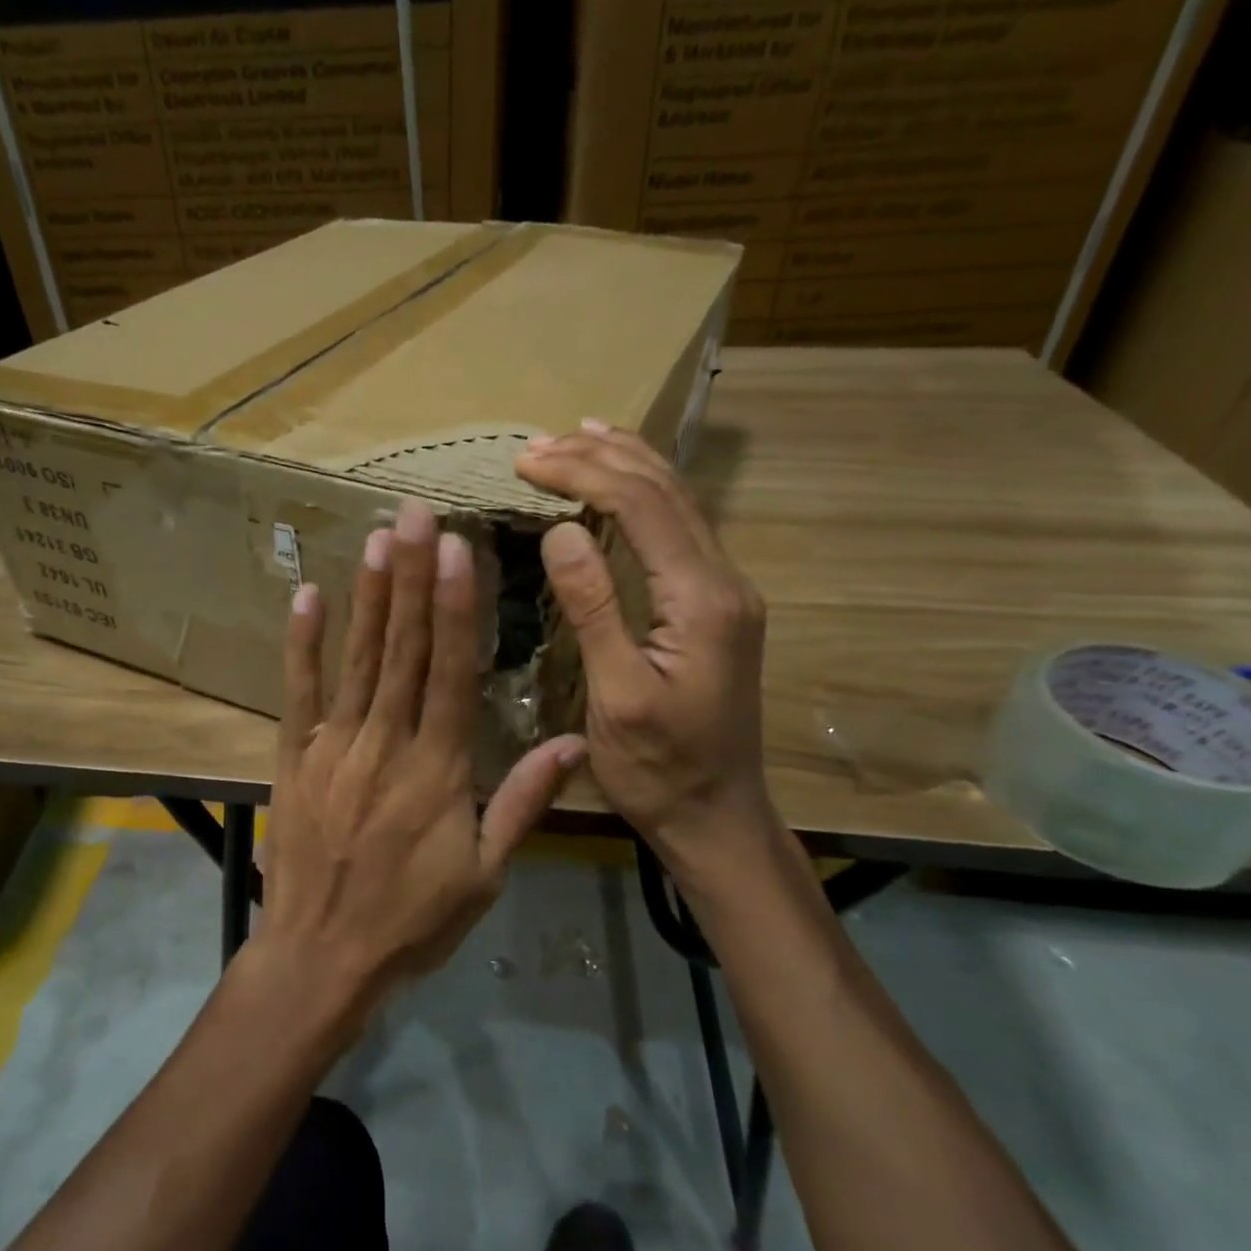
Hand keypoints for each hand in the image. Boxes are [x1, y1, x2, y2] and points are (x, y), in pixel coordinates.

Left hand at [256, 499, 585, 1026]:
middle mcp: (385, 743)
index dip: (454, 607)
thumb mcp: (485, 874)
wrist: (321, 958)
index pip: (449, 671)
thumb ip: (524, 802)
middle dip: (412, 576)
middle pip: (402, 648)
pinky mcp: (295, 758)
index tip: (458, 551)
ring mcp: (334, 746)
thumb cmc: (412, 920)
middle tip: (417, 514)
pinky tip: (308, 596)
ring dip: (369, 596)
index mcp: (438, 768)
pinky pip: (299, 693)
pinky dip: (303, 644)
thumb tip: (573, 742)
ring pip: (356, 659)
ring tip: (378, 537)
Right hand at [517, 424, 778, 867]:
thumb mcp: (616, 695)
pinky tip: (621, 482)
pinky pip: (679, 528)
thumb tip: (562, 529)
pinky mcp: (715, 603)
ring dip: (625, 464)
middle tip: (537, 445)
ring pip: (679, 502)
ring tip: (577, 436)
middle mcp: (724, 580)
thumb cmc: (658, 766)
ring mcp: (725, 590)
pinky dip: (643, 494)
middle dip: (600, 457)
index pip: (641, 507)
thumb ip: (594, 608)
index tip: (525, 462)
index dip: (582, 473)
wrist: (717, 815)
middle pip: (665, 491)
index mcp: (702, 600)